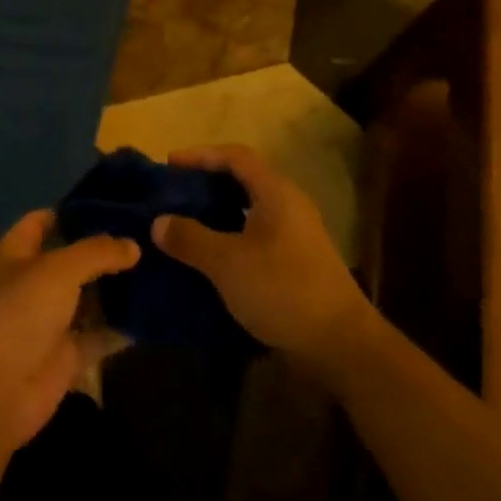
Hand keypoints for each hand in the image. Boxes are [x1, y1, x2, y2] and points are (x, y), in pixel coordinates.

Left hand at [0, 212, 139, 453]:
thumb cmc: (20, 313)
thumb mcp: (59, 269)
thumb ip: (98, 252)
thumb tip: (134, 246)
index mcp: (15, 254)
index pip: (42, 221)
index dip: (73, 211)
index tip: (113, 204)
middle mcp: (31, 284)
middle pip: (71, 260)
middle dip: (104, 250)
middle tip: (147, 236)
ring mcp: (48, 321)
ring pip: (88, 297)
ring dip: (117, 287)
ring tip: (158, 267)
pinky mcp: (66, 354)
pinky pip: (99, 334)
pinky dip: (121, 326)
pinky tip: (154, 312)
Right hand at [154, 145, 374, 367]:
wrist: (341, 344)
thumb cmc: (282, 290)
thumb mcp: (227, 263)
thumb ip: (190, 238)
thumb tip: (159, 222)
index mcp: (276, 192)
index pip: (235, 156)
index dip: (201, 155)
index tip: (170, 163)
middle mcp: (289, 204)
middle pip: (244, 179)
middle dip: (208, 182)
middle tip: (175, 193)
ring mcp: (297, 234)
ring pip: (250, 208)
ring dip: (219, 211)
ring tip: (186, 222)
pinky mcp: (298, 261)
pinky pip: (257, 233)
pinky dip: (231, 235)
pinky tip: (212, 256)